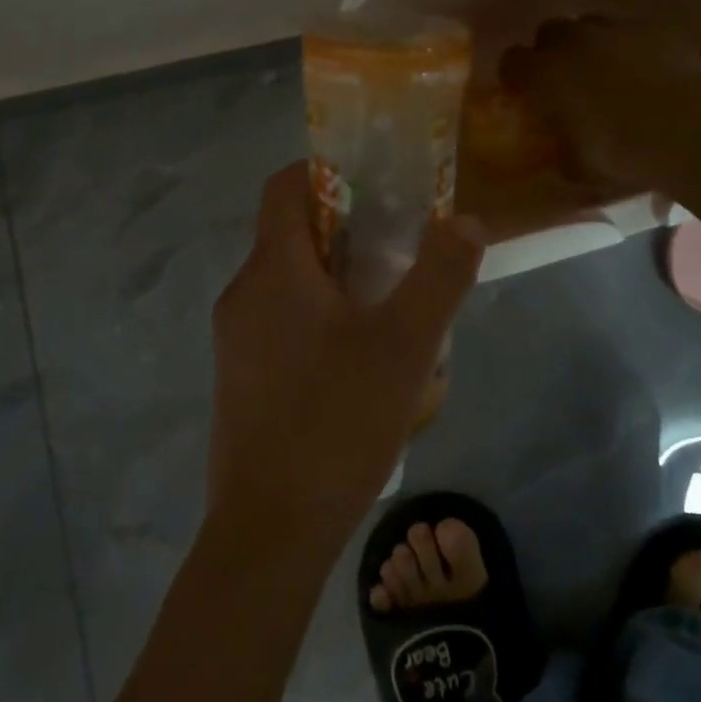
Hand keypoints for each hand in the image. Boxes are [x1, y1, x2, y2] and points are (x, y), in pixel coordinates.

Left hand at [208, 163, 483, 546]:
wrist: (270, 529)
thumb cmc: (338, 422)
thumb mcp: (407, 345)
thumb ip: (441, 275)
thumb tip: (465, 220)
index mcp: (274, 269)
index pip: (285, 186)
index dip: (326, 172)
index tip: (375, 189)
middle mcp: (244, 293)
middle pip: (291, 234)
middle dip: (346, 233)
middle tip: (399, 255)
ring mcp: (235, 339)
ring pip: (288, 283)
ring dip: (336, 281)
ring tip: (388, 314)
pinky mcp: (239, 378)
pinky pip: (280, 324)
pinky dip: (317, 319)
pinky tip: (358, 366)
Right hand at [500, 16, 700, 196]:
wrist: (689, 129)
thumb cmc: (620, 152)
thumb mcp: (577, 167)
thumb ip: (561, 149)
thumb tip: (561, 148)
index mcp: (543, 74)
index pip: (511, 62)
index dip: (516, 76)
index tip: (523, 93)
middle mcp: (572, 42)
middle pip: (549, 32)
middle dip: (552, 51)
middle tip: (565, 78)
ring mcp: (616, 29)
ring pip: (590, 24)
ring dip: (590, 43)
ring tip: (605, 70)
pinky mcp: (655, 27)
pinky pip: (632, 30)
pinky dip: (631, 45)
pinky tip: (644, 68)